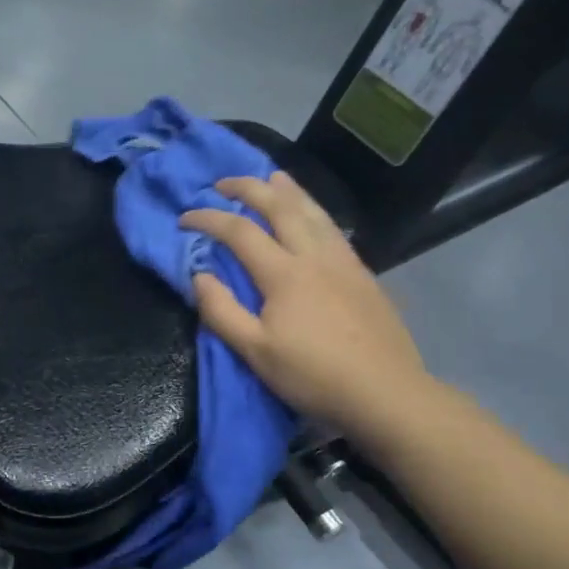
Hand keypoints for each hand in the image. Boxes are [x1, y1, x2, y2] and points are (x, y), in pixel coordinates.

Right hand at [181, 172, 437, 456]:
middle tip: (223, 182)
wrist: (384, 392)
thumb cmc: (313, 375)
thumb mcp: (255, 352)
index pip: (239, 231)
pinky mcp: (363, 273)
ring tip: (271, 176)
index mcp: (284, 274)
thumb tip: (199, 275)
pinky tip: (311, 213)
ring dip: (287, 189)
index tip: (184, 217)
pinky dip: (314, 208)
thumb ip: (222, 311)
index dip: (208, 219)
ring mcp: (344, 261)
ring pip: (313, 210)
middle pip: (279, 206)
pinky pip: (332, 226)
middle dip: (248, 188)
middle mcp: (314, 255)